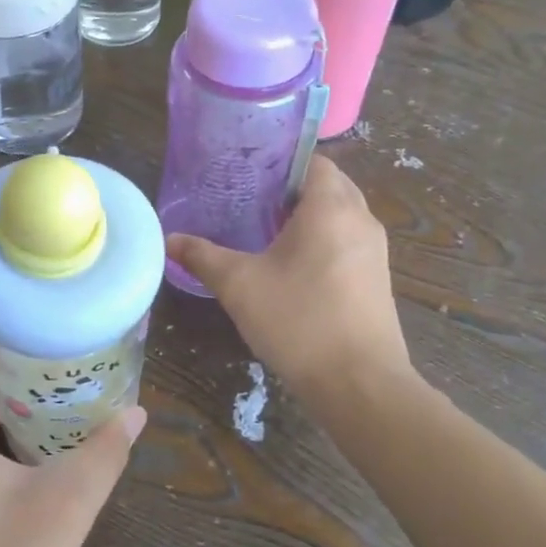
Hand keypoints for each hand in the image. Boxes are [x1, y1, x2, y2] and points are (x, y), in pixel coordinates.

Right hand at [167, 156, 413, 398]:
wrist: (360, 384)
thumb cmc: (298, 320)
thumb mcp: (239, 285)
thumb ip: (202, 256)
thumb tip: (168, 239)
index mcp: (331, 208)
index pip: (313, 161)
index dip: (281, 162)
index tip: (247, 175)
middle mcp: (361, 220)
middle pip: (329, 185)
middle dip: (292, 188)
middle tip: (249, 199)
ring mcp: (374, 252)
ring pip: (341, 215)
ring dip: (309, 216)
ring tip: (264, 229)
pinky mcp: (377, 280)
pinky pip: (348, 241)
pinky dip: (323, 240)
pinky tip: (291, 266)